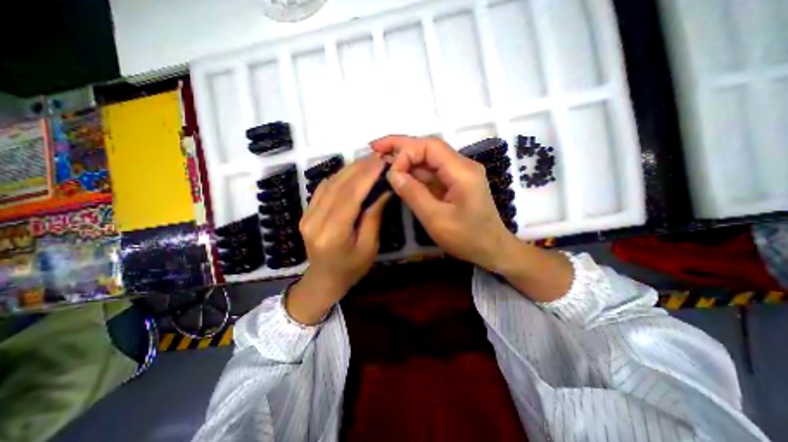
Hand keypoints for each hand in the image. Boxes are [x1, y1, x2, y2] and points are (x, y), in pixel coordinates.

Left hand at [287, 155, 389, 324]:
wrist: (323, 280)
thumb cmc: (351, 269)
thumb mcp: (369, 247)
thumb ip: (373, 216)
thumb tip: (384, 189)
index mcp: (332, 233)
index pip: (350, 195)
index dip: (366, 175)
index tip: (382, 161)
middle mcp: (315, 220)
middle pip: (338, 185)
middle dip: (360, 167)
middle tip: (378, 156)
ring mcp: (307, 215)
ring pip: (329, 183)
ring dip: (350, 169)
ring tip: (368, 161)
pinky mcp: (306, 212)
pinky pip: (323, 188)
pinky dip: (339, 176)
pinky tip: (352, 172)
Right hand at [372, 135, 515, 272]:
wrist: (492, 249)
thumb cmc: (467, 238)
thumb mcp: (436, 219)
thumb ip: (413, 194)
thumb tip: (393, 174)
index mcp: (462, 171)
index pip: (429, 147)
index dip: (405, 152)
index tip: (390, 172)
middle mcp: (462, 166)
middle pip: (428, 148)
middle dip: (401, 147)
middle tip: (375, 147)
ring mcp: (459, 174)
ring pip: (429, 160)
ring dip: (406, 159)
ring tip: (383, 160)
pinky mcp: (455, 183)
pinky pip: (432, 173)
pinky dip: (414, 173)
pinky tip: (400, 175)